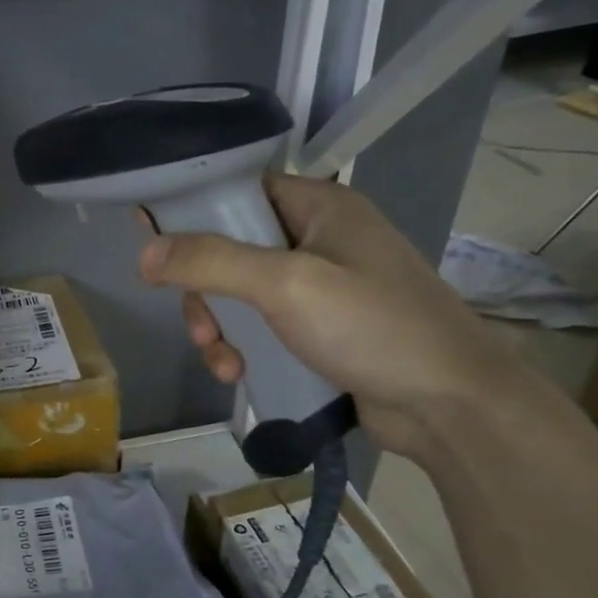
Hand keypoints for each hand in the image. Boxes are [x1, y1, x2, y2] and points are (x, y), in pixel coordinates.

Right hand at [138, 174, 535, 461]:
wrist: (452, 407)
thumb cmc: (373, 327)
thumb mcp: (286, 285)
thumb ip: (211, 262)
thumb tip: (144, 253)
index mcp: (320, 207)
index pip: (239, 189)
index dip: (192, 209)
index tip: (152, 239)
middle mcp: (318, 239)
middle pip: (229, 247)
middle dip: (204, 290)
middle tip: (201, 325)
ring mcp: (320, 287)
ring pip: (238, 293)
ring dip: (219, 326)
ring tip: (223, 360)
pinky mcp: (319, 329)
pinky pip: (260, 325)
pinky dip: (241, 346)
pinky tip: (239, 373)